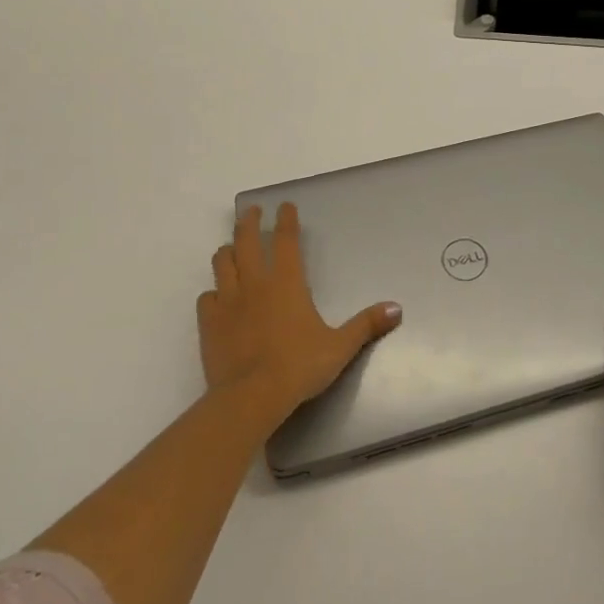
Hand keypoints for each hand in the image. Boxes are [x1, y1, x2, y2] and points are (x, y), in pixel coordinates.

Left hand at [199, 203, 401, 431]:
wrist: (252, 397)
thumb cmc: (299, 366)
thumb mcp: (340, 346)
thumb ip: (366, 325)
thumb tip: (397, 308)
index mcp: (287, 282)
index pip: (286, 240)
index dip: (286, 220)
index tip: (285, 205)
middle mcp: (255, 283)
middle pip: (246, 241)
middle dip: (249, 222)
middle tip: (252, 211)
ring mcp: (228, 302)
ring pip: (222, 263)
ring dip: (227, 251)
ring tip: (230, 248)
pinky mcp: (209, 324)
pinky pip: (206, 298)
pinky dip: (213, 292)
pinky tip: (216, 297)